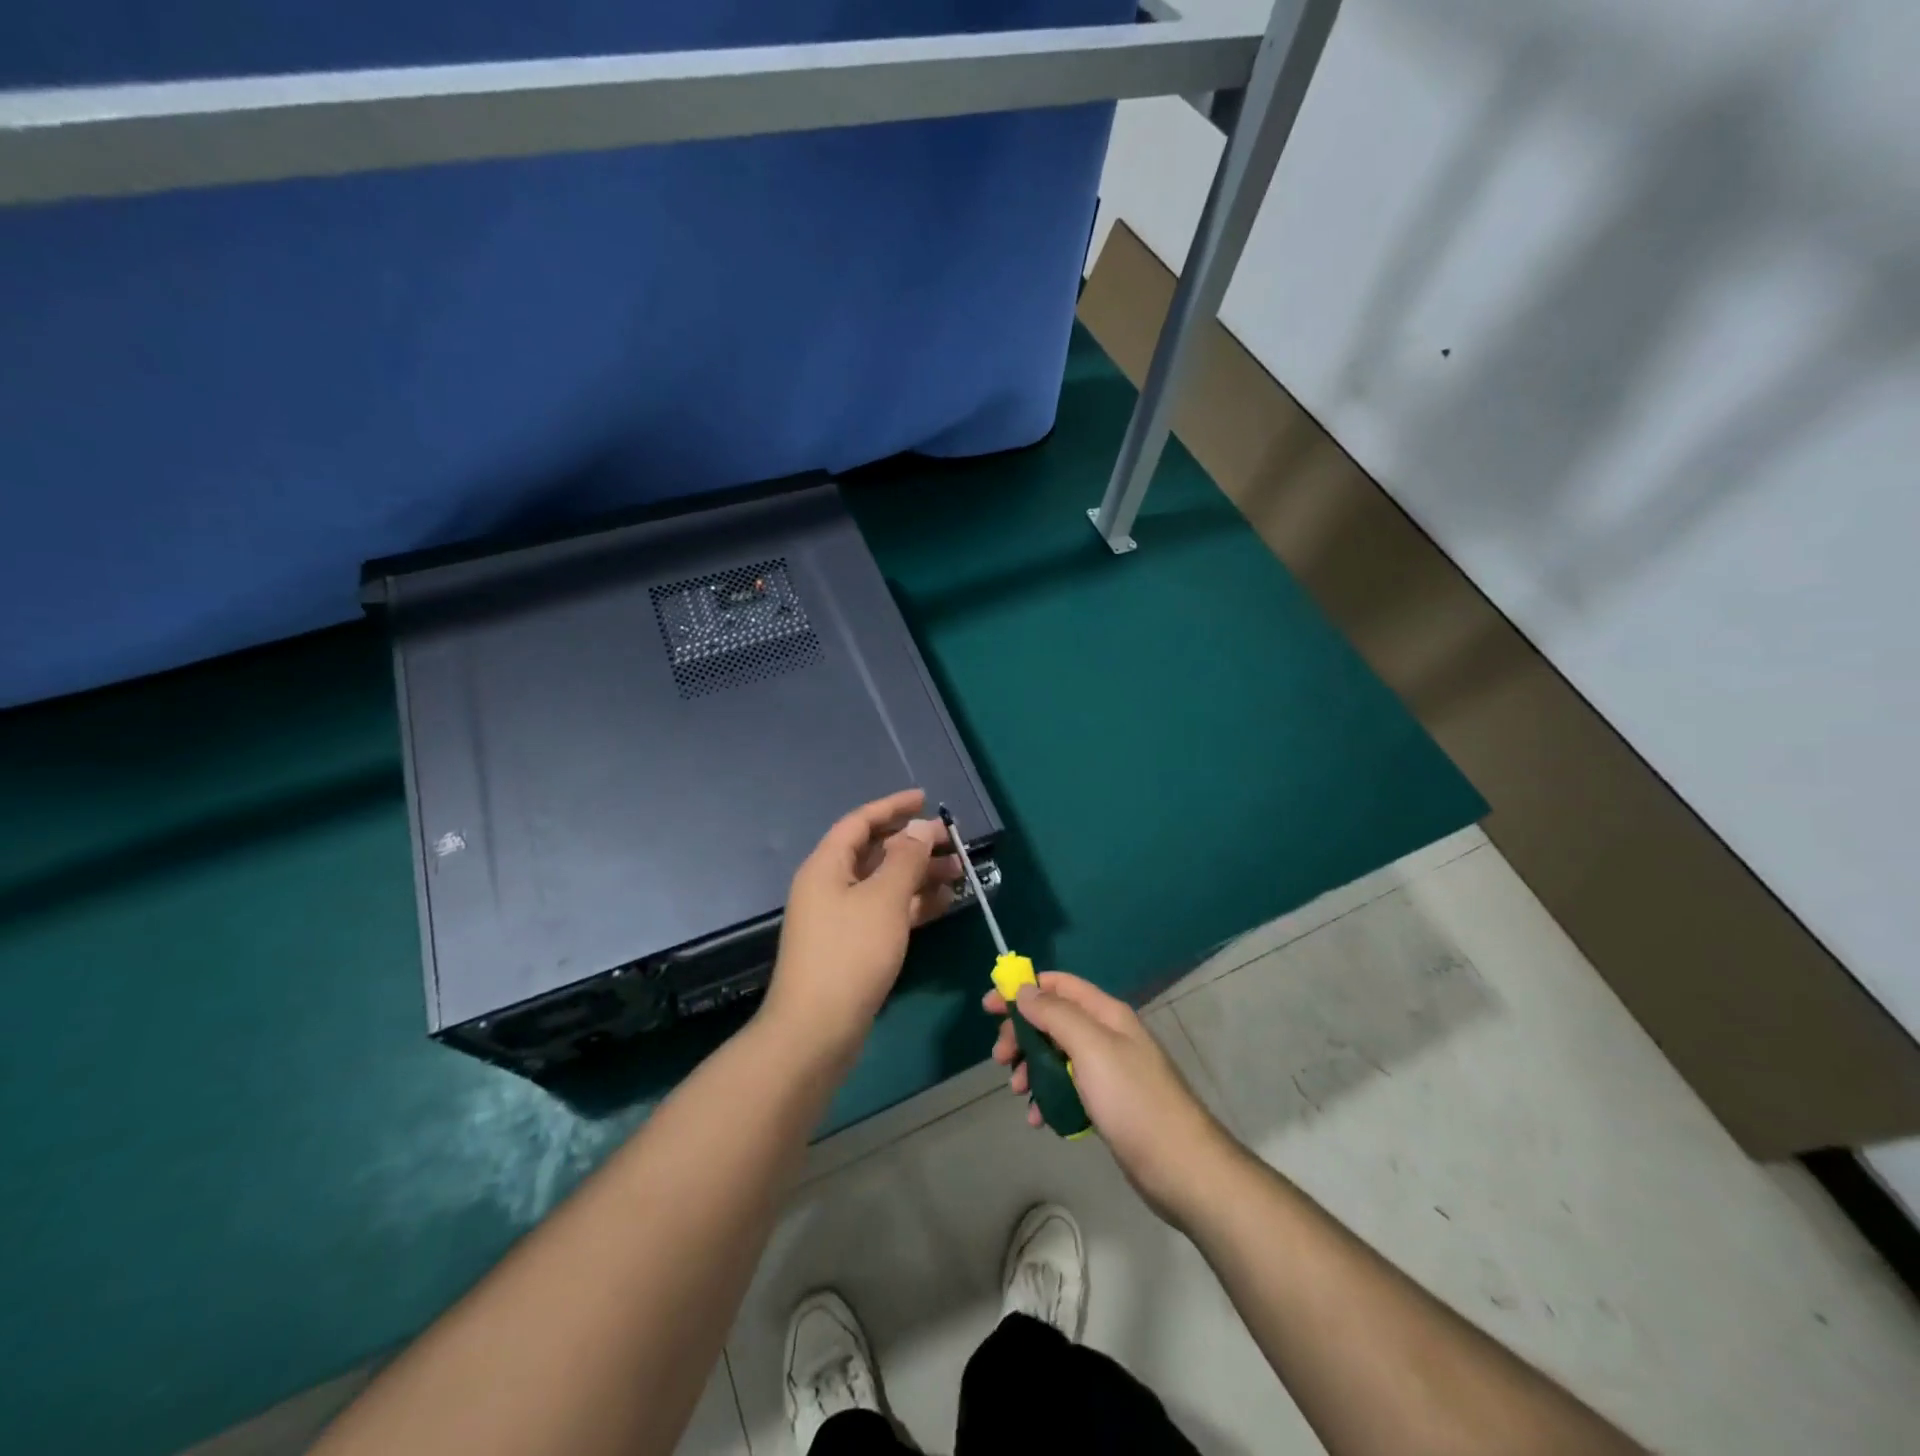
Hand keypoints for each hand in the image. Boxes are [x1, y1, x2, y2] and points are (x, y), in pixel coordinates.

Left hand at [763, 789, 958, 1060]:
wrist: (816, 1031)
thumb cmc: (849, 954)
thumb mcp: (883, 899)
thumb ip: (905, 859)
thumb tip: (920, 828)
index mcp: (826, 866)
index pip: (860, 822)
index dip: (892, 807)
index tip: (925, 798)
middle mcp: (829, 886)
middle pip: (875, 853)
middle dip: (914, 844)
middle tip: (953, 842)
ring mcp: (840, 918)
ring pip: (884, 884)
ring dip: (919, 875)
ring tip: (959, 872)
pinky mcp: (852, 947)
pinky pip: (886, 912)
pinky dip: (913, 904)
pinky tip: (943, 904)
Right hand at [985, 972, 1235, 1222]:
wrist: (1182, 1168)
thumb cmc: (1133, 1101)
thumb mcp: (1091, 1048)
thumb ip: (1056, 1014)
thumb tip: (1024, 989)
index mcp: (1106, 1014)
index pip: (1058, 985)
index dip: (1023, 989)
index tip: (990, 1007)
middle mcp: (1107, 1035)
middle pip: (1053, 1020)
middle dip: (1023, 1034)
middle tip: (1000, 1059)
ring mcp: (1108, 1071)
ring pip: (1057, 1056)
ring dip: (1032, 1068)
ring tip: (1019, 1093)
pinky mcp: (1108, 1104)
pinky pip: (1068, 1088)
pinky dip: (1048, 1096)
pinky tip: (1039, 1119)